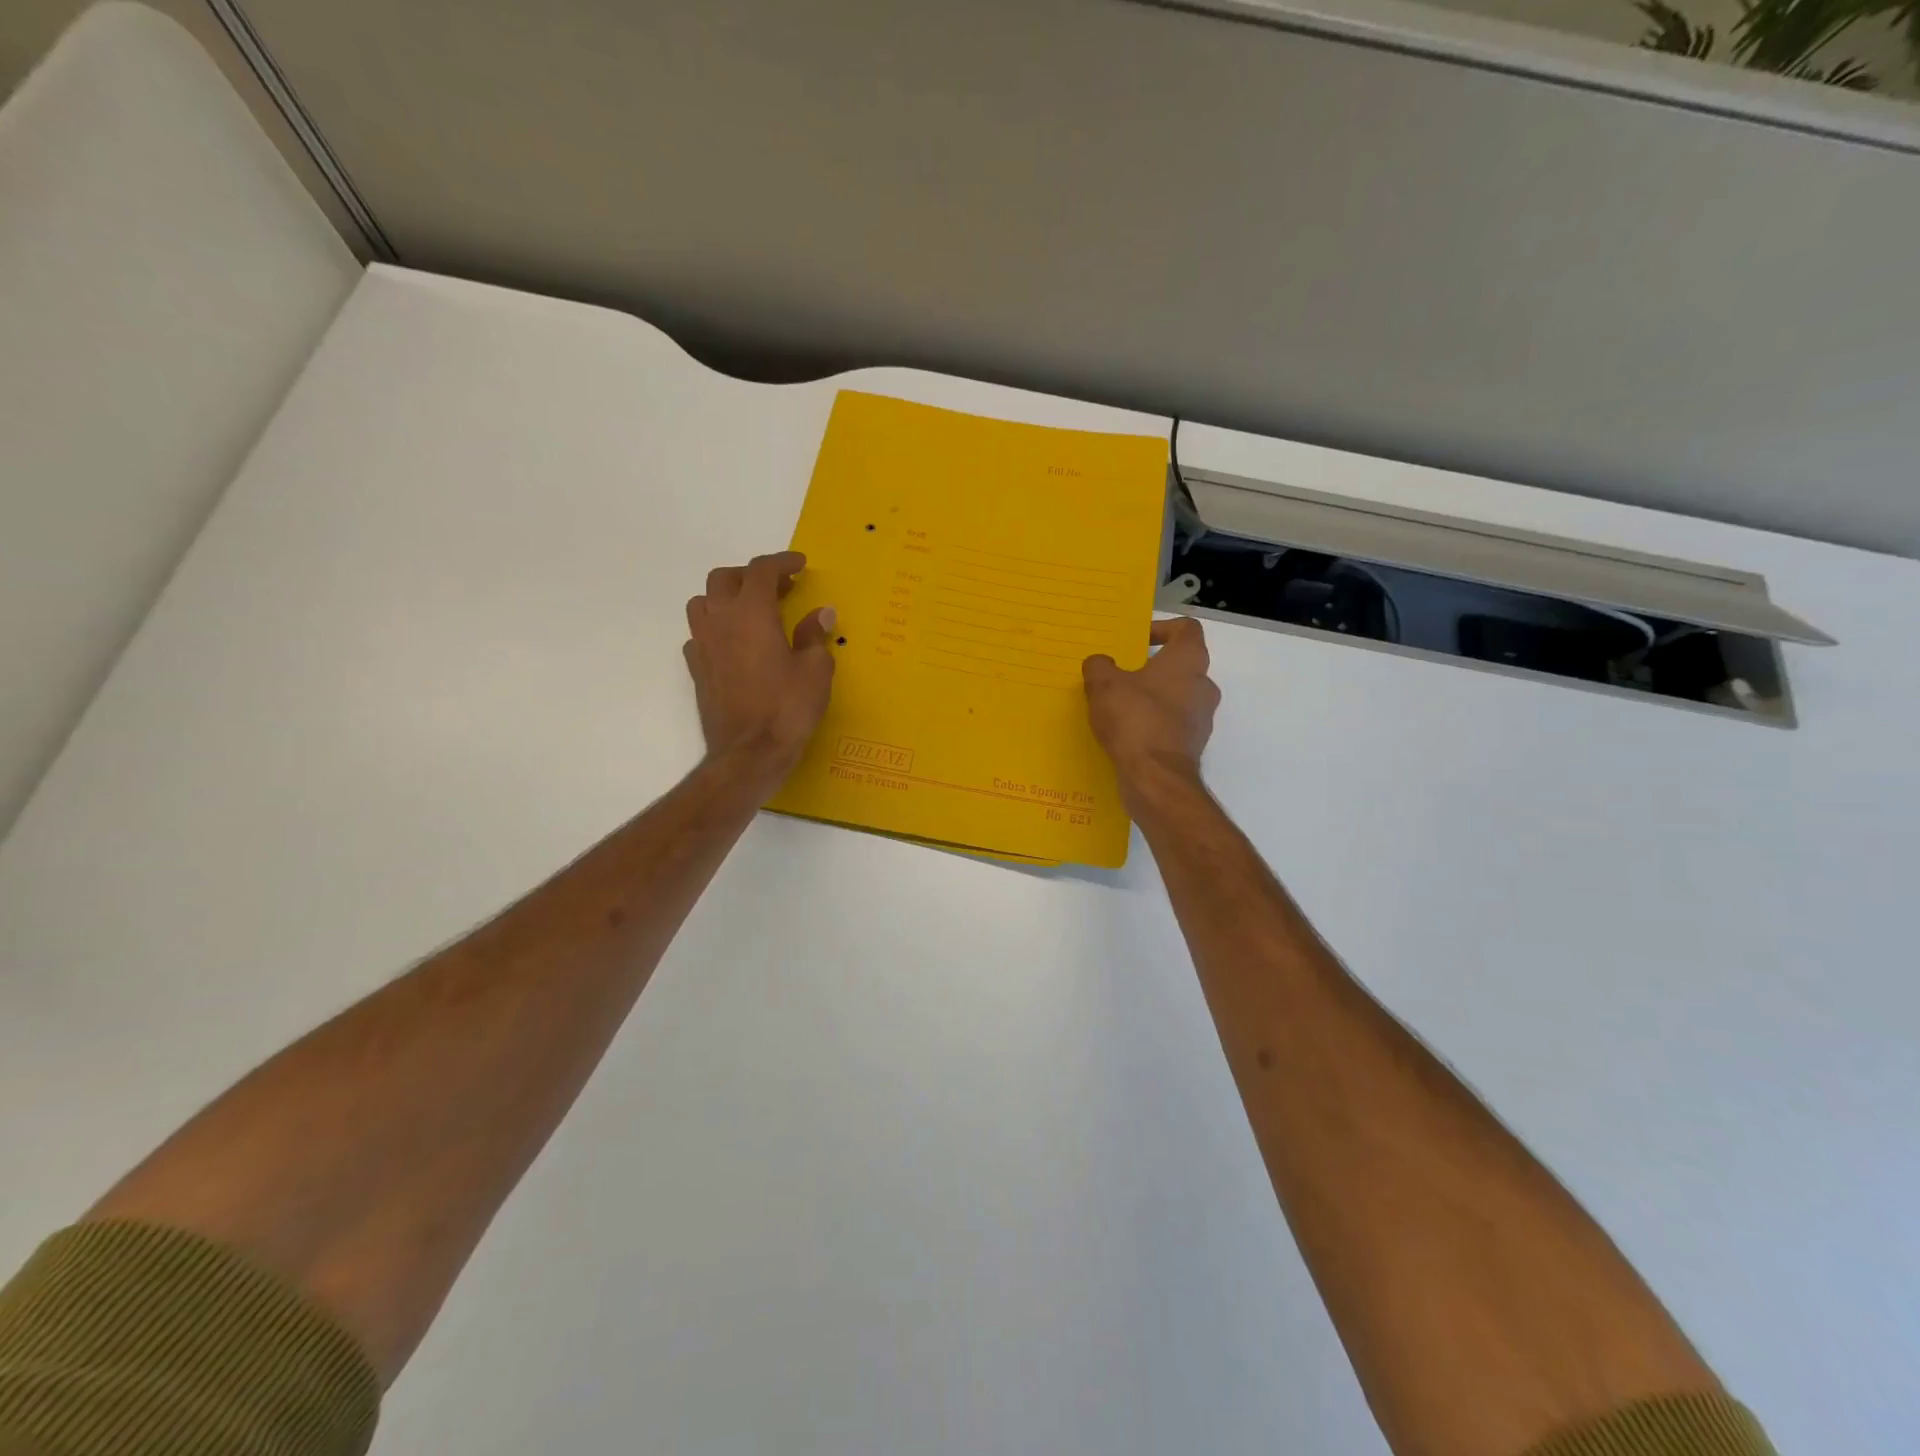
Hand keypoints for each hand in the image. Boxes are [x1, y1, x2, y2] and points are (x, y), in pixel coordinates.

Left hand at [684, 551, 835, 785]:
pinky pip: (699, 634)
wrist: (749, 754)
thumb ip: (815, 636)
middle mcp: (720, 621)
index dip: (782, 562)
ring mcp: (703, 645)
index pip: (761, 570)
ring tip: (750, 611)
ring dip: (725, 597)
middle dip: (751, 575)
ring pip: (702, 602)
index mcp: (752, 613)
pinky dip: (716, 628)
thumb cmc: (787, 709)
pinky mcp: (696, 669)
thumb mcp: (815, 670)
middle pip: (725, 579)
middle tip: (778, 588)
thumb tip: (820, 614)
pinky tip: (734, 644)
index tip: (799, 565)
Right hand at [1083, 616, 1220, 802]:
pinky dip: (1152, 724)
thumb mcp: (1103, 685)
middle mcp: (1203, 686)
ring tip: (1118, 706)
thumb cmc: (1134, 719)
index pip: (1187, 629)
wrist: (1155, 779)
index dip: (1162, 628)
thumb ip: (1099, 666)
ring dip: (1151, 698)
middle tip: (1119, 675)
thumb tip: (1100, 664)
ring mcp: (1202, 718)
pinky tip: (1126, 733)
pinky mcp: (1192, 745)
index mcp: (1189, 661)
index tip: (1136, 641)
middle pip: (1180, 665)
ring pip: (1176, 697)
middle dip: (1150, 668)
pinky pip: (1171, 725)